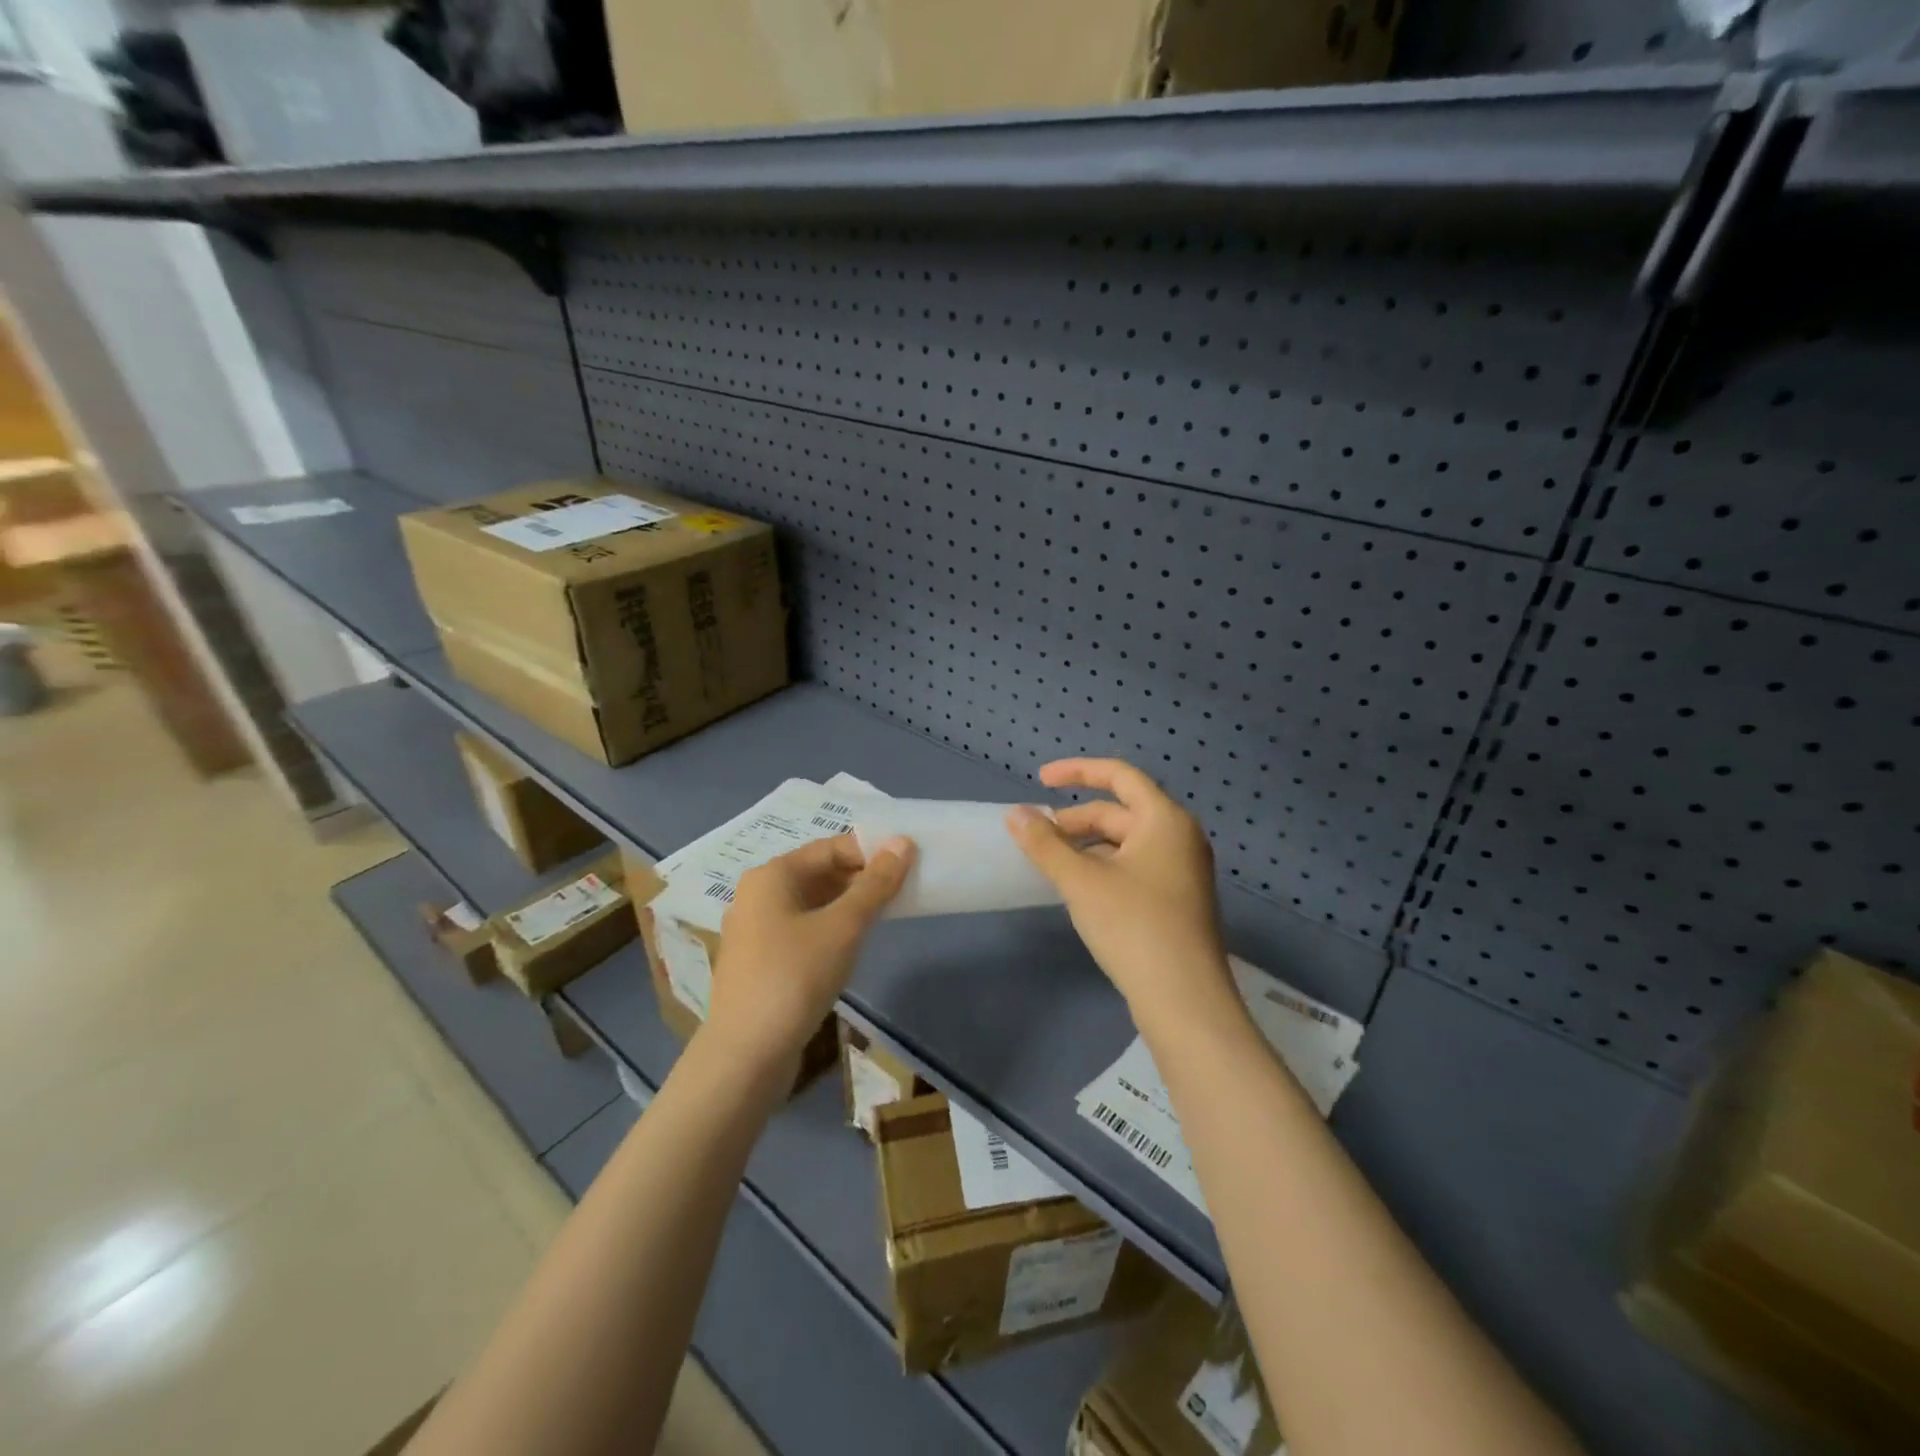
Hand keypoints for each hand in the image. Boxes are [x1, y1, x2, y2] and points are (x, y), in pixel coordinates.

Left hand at [707, 833, 913, 1072]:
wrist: (746, 1056)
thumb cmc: (795, 978)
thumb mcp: (843, 927)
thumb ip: (875, 884)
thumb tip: (903, 842)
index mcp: (771, 876)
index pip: (830, 848)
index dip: (871, 851)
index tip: (908, 863)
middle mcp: (757, 895)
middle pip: (818, 873)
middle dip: (861, 879)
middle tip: (903, 891)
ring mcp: (754, 930)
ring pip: (811, 904)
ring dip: (848, 906)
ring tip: (884, 917)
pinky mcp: (759, 962)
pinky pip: (801, 930)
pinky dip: (829, 929)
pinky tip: (852, 947)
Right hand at [1008, 759, 1232, 1035]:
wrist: (1184, 999)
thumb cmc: (1133, 926)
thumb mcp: (1081, 881)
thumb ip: (1045, 844)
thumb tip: (1016, 814)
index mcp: (1164, 820)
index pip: (1120, 776)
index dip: (1078, 771)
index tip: (1040, 779)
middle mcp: (1180, 837)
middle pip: (1120, 812)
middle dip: (1076, 820)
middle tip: (1038, 838)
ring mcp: (1183, 871)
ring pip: (1126, 843)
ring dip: (1087, 847)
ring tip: (1053, 866)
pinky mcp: (1178, 900)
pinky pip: (1135, 867)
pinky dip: (1104, 867)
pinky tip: (1080, 890)